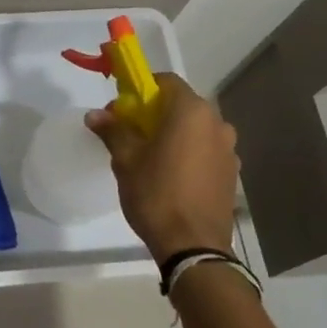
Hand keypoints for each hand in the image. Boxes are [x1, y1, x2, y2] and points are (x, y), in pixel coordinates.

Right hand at [85, 73, 239, 260]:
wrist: (193, 245)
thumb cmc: (156, 194)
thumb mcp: (126, 160)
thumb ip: (113, 131)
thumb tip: (95, 114)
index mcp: (191, 112)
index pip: (166, 82)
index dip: (140, 89)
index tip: (121, 108)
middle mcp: (217, 123)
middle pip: (181, 105)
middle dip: (154, 113)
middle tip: (129, 133)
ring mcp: (229, 149)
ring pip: (194, 129)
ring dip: (172, 134)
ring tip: (149, 157)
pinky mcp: (231, 172)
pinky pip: (205, 150)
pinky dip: (187, 152)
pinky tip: (170, 175)